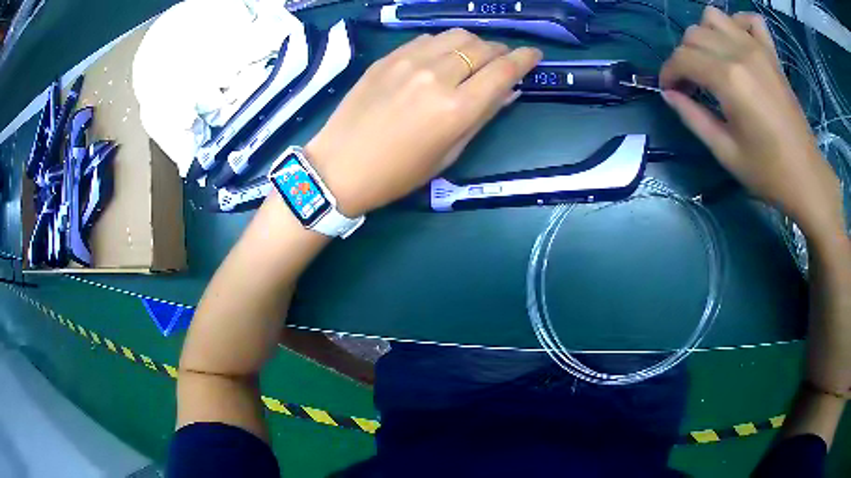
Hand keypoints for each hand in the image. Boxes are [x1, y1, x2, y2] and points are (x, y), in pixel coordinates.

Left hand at [305, 29, 540, 216]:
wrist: (340, 166)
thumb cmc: (398, 173)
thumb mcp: (448, 154)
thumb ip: (481, 117)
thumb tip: (508, 91)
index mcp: (456, 108)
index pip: (503, 70)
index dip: (524, 59)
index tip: (534, 54)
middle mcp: (437, 76)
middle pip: (482, 47)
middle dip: (500, 52)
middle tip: (501, 63)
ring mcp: (409, 62)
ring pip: (457, 35)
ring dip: (473, 44)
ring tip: (471, 59)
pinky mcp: (388, 57)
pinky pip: (428, 39)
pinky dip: (444, 44)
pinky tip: (439, 58)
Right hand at [660, 7, 844, 241]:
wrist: (806, 177)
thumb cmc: (767, 172)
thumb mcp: (725, 152)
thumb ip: (693, 117)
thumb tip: (670, 94)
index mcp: (729, 80)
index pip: (682, 58)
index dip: (668, 72)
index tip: (669, 91)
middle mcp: (740, 53)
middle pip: (694, 34)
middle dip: (684, 56)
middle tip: (691, 83)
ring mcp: (758, 49)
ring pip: (715, 17)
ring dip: (705, 34)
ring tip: (712, 60)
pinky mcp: (771, 54)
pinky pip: (749, 20)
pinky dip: (738, 24)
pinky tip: (738, 44)